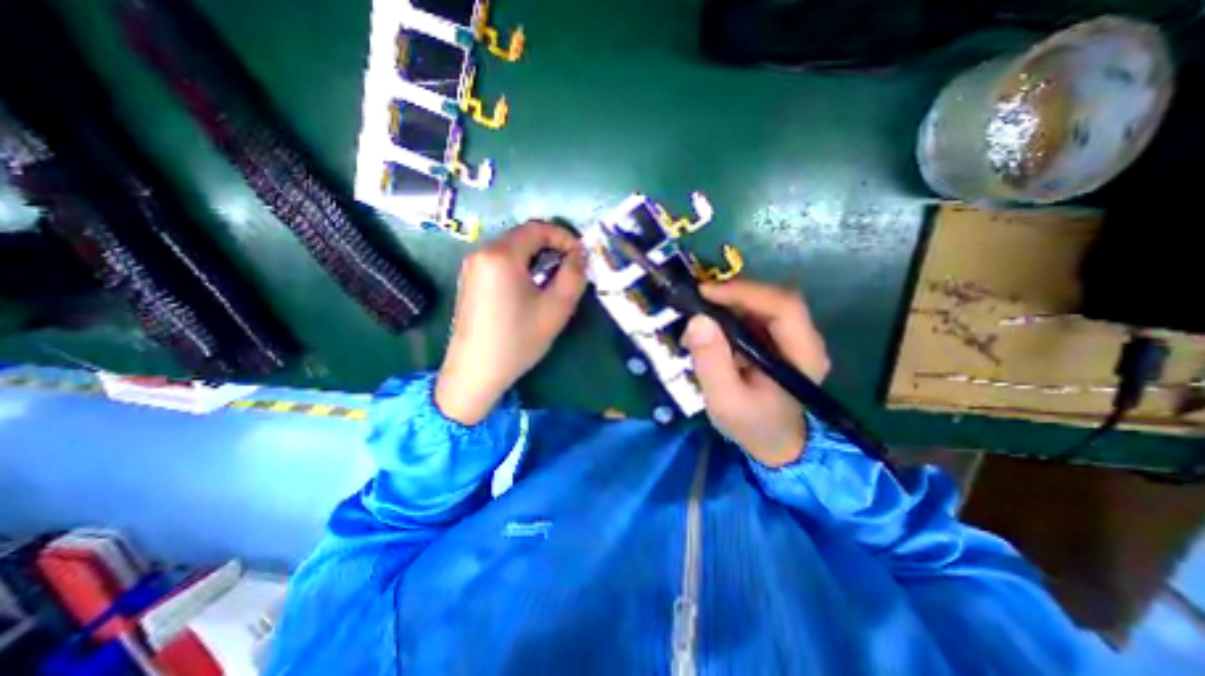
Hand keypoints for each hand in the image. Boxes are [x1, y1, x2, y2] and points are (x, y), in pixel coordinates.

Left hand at [435, 222, 585, 422]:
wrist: (475, 372)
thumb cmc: (518, 340)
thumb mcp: (556, 308)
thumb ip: (574, 275)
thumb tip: (579, 255)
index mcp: (501, 255)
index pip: (537, 228)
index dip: (564, 236)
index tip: (581, 256)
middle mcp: (482, 253)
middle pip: (523, 236)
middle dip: (551, 247)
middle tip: (571, 268)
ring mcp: (472, 267)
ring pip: (512, 250)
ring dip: (537, 258)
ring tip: (554, 280)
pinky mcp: (470, 281)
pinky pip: (500, 263)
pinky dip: (521, 267)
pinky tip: (531, 289)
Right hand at [681, 278, 833, 463]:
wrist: (775, 445)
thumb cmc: (753, 426)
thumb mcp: (725, 401)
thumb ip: (711, 363)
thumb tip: (697, 320)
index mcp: (803, 355)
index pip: (784, 306)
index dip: (745, 292)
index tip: (706, 293)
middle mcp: (805, 340)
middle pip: (773, 300)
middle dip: (734, 294)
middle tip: (698, 299)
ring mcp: (792, 340)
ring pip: (763, 305)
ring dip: (730, 304)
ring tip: (699, 314)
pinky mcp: (778, 342)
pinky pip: (755, 317)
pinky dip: (730, 315)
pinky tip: (711, 328)